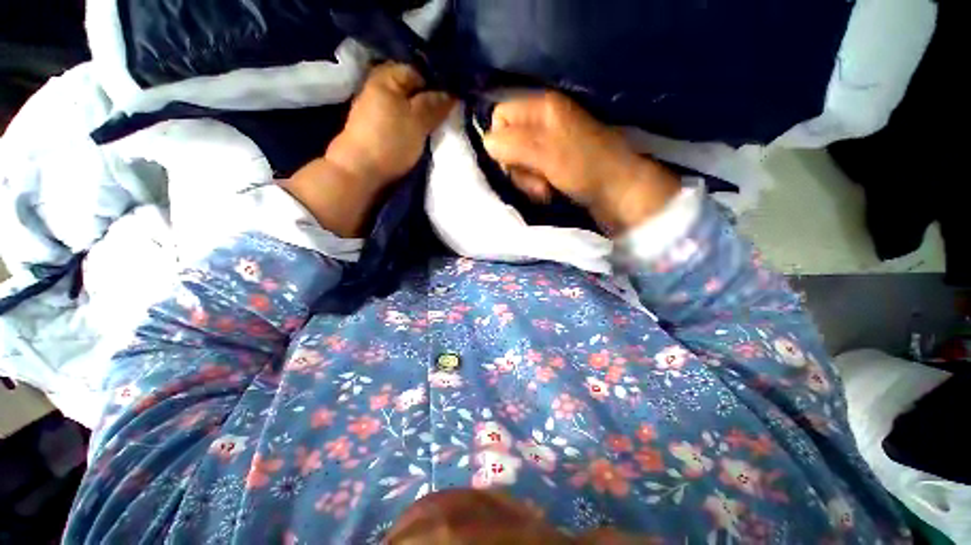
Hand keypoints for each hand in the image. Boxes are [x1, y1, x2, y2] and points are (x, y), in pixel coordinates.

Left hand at [284, 63, 453, 237]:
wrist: (361, 173)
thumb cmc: (390, 142)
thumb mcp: (418, 120)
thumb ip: (435, 104)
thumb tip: (452, 93)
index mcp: (387, 77)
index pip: (419, 71)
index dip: (437, 84)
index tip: (453, 101)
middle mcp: (379, 88)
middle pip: (412, 90)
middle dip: (430, 101)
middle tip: (448, 115)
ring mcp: (376, 110)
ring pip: (407, 107)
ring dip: (422, 116)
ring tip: (439, 127)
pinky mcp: (377, 129)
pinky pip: (400, 120)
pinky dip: (412, 126)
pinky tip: (422, 136)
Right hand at [482, 92, 679, 233]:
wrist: (619, 192)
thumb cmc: (585, 168)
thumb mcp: (546, 153)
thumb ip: (513, 145)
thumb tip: (487, 143)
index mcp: (543, 107)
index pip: (500, 116)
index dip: (500, 141)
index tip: (512, 163)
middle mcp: (543, 122)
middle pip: (507, 142)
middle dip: (516, 167)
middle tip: (536, 181)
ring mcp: (549, 145)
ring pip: (518, 162)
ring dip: (526, 181)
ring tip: (545, 190)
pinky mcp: (553, 164)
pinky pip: (530, 173)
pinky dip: (535, 186)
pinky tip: (548, 193)